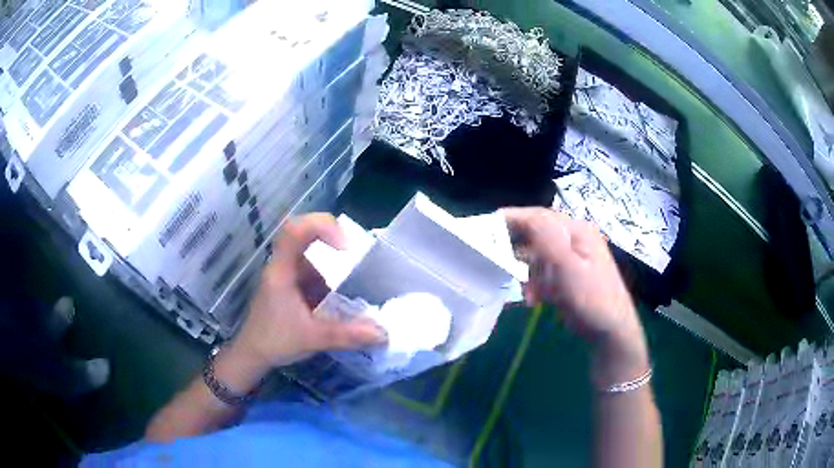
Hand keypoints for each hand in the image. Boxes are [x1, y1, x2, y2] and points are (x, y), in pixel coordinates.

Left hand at [227, 214, 385, 375]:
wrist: (253, 354)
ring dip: (332, 269)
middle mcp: (283, 266)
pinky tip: (339, 301)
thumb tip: (383, 333)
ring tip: (354, 286)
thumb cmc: (275, 341)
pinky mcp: (290, 286)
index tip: (346, 247)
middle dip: (333, 243)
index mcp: (282, 270)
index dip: (322, 227)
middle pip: (305, 236)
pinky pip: (312, 274)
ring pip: (312, 258)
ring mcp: (286, 275)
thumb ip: (347, 335)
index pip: (295, 230)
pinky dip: (328, 283)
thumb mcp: (313, 338)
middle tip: (358, 258)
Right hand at [503, 208, 648, 384]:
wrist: (610, 331)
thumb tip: (525, 215)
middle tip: (495, 261)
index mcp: (577, 230)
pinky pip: (544, 272)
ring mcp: (572, 257)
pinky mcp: (568, 275)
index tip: (486, 225)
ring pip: (538, 256)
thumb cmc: (592, 298)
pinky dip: (535, 284)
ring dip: (527, 273)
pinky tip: (533, 299)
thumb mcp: (569, 267)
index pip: (539, 216)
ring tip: (525, 292)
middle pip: (536, 234)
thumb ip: (547, 239)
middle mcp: (574, 238)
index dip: (512, 218)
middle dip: (517, 250)